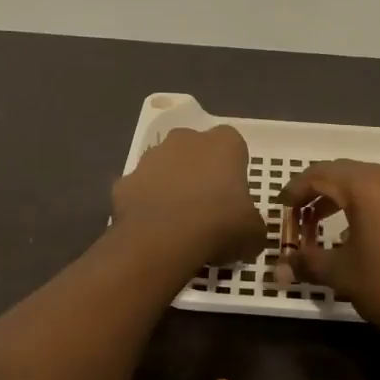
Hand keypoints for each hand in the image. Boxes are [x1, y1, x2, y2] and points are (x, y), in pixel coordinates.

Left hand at [112, 125, 264, 265]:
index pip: (233, 146)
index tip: (235, 196)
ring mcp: (150, 158)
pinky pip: (140, 191)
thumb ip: (253, 226)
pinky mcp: (124, 181)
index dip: (234, 170)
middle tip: (207, 207)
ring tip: (178, 221)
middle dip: (200, 171)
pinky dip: (146, 205)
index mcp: (223, 143)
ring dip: (171, 185)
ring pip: (164, 167)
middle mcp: (185, 139)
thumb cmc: (219, 225)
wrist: (163, 240)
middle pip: (195, 150)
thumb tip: (249, 235)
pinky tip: (153, 229)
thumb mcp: (254, 233)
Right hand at [280, 160, 379, 344]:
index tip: (281, 207)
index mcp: (366, 185)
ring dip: (341, 198)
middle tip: (299, 217)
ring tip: (323, 225)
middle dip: (316, 193)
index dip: (295, 189)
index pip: (319, 174)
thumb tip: (280, 267)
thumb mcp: (343, 274)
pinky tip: (360, 233)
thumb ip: (308, 262)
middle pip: (343, 173)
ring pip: (367, 182)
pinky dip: (367, 204)